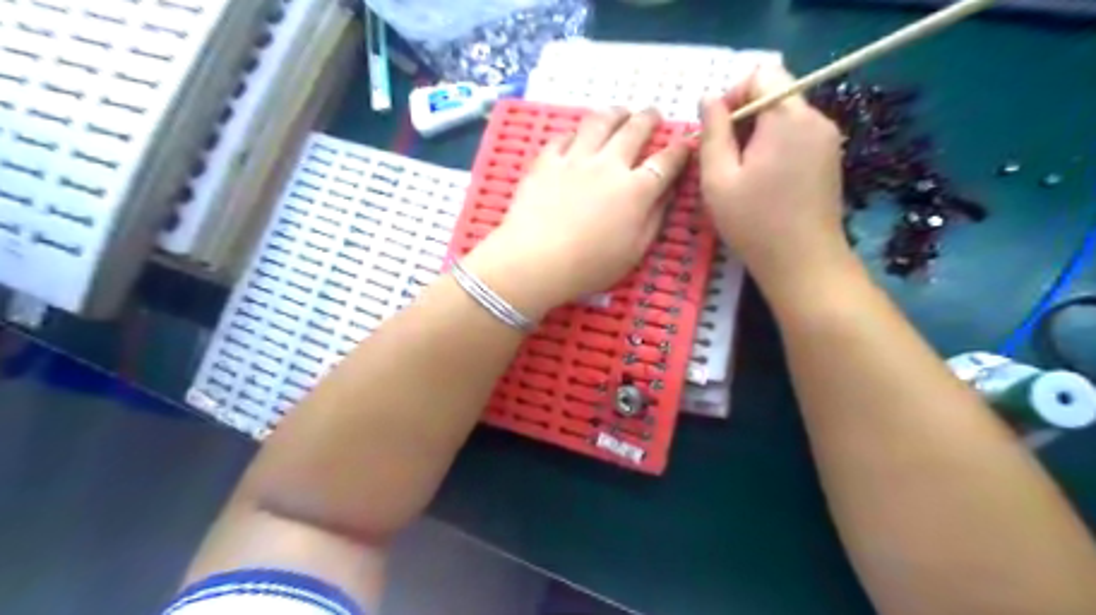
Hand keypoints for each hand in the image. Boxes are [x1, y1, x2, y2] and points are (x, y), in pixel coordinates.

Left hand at [466, 105, 687, 315]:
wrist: (536, 261)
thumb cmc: (590, 266)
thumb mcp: (634, 252)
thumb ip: (654, 219)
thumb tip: (666, 193)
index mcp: (636, 190)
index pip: (666, 162)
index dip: (679, 150)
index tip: (685, 143)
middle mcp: (609, 165)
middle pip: (634, 130)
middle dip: (648, 118)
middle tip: (653, 114)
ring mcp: (575, 159)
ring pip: (599, 122)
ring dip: (614, 113)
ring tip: (620, 111)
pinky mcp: (546, 162)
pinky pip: (564, 137)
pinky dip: (575, 133)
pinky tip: (577, 136)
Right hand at [702, 62, 844, 288]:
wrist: (803, 263)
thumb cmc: (754, 223)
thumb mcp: (718, 179)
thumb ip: (712, 133)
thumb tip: (708, 99)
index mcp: (787, 118)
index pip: (761, 75)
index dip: (733, 95)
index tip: (716, 131)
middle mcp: (815, 119)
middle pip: (775, 94)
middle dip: (744, 118)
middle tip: (723, 158)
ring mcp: (827, 139)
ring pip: (785, 116)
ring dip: (758, 134)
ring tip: (740, 174)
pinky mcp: (830, 158)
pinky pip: (797, 136)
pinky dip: (775, 146)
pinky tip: (763, 181)